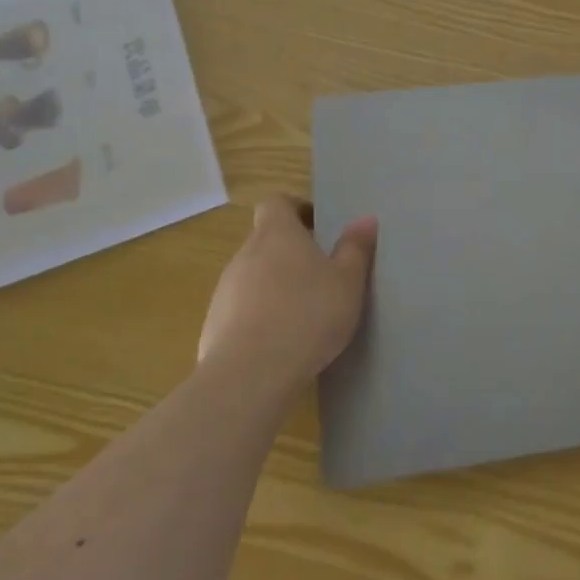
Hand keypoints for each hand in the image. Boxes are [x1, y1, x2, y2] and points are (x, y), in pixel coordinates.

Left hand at [197, 197, 378, 392]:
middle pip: (265, 240)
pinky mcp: (214, 327)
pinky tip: (282, 343)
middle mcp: (245, 255)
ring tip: (304, 312)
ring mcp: (224, 291)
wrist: (249, 376)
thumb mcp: (348, 281)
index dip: (297, 209)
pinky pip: (241, 311)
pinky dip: (260, 317)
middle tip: (322, 273)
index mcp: (276, 234)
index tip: (319, 227)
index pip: (276, 202)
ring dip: (275, 286)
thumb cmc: (308, 315)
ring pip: (253, 277)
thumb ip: (356, 248)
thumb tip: (365, 219)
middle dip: (291, 252)